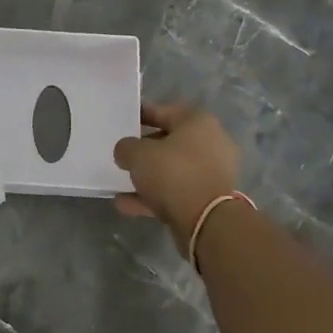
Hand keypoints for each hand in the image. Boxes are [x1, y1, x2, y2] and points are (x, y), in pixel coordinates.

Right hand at [113, 102, 240, 248]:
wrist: (207, 221)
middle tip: (123, 154)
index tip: (123, 120)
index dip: (141, 114)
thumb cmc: (174, 174)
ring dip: (148, 177)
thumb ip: (126, 148)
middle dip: (145, 149)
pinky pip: (176, 192)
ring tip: (120, 183)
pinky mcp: (209, 199)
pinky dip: (154, 197)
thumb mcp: (138, 155)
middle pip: (170, 141)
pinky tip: (126, 204)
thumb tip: (126, 151)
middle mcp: (211, 143)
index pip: (164, 111)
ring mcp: (213, 173)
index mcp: (198, 122)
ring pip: (173, 170)